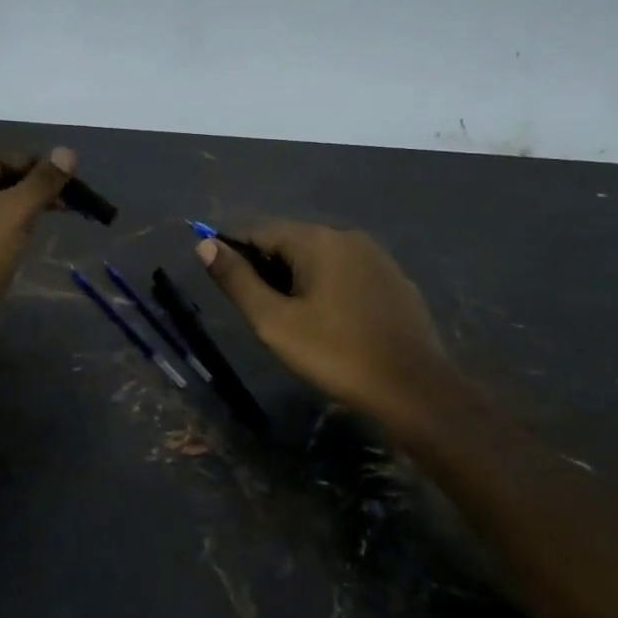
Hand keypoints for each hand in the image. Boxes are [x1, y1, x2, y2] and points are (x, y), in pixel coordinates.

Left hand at [0, 149, 75, 363]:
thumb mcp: (11, 215)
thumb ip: (41, 183)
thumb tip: (68, 151)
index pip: (0, 160)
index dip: (37, 166)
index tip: (73, 180)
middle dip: (36, 190)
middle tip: (76, 203)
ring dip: (27, 211)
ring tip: (62, 219)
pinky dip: (13, 233)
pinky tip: (32, 241)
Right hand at [197, 222, 456, 434]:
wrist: (412, 388)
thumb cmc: (334, 354)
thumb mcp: (273, 322)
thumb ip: (237, 281)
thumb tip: (204, 245)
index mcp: (316, 240)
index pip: (259, 230)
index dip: (232, 249)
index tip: (219, 276)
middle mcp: (347, 236)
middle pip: (291, 240)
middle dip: (266, 265)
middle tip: (255, 307)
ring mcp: (376, 256)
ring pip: (320, 256)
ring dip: (296, 276)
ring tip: (287, 315)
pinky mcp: (394, 279)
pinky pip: (346, 272)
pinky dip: (326, 285)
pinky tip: (326, 318)